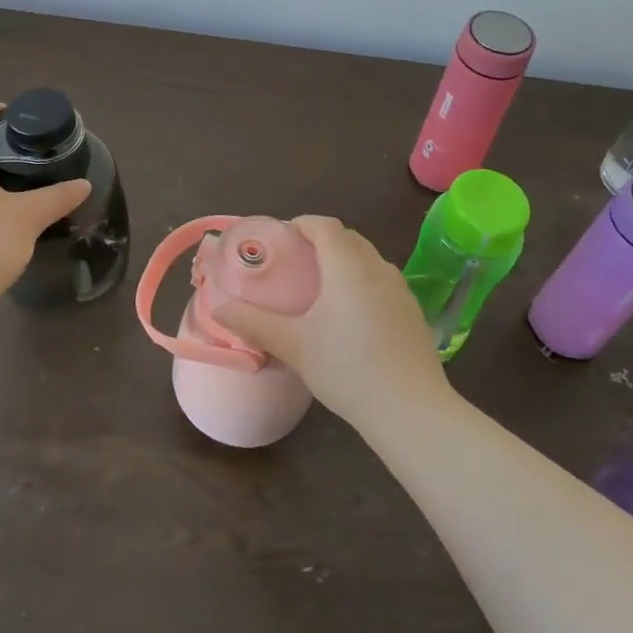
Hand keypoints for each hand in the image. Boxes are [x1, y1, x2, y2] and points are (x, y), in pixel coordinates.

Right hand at [213, 215, 447, 432]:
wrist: (411, 409)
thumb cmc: (347, 369)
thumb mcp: (294, 346)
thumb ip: (254, 323)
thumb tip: (219, 308)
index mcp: (347, 266)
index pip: (324, 225)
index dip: (302, 224)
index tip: (283, 238)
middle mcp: (377, 267)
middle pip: (347, 238)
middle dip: (321, 241)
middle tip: (295, 263)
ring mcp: (400, 288)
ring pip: (368, 259)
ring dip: (344, 261)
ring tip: (320, 288)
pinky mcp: (413, 310)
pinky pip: (382, 281)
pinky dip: (363, 282)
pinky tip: (352, 316)